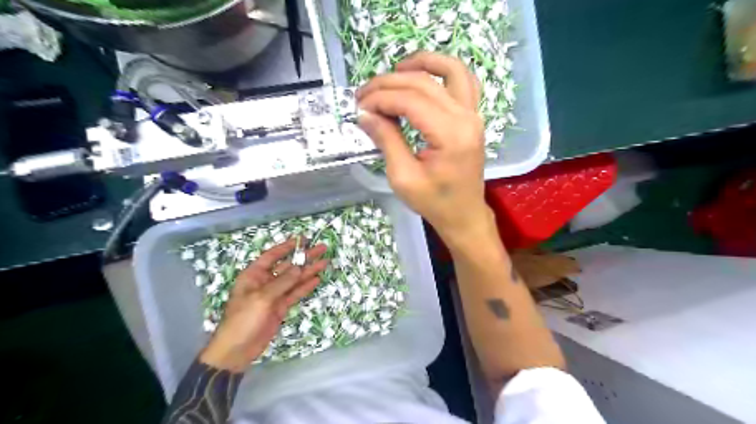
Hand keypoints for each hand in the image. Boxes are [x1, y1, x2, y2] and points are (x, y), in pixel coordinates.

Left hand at [201, 240, 327, 372]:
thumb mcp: (261, 298)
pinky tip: (316, 279)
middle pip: (287, 266)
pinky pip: (295, 293)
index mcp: (254, 275)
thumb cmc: (243, 319)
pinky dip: (305, 287)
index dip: (286, 247)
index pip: (272, 256)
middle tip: (322, 249)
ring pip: (294, 279)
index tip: (302, 240)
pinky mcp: (280, 307)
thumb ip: (282, 282)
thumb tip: (299, 267)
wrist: (237, 350)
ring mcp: (274, 295)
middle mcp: (265, 282)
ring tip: (325, 262)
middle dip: (304, 258)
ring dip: (308, 271)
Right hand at [357, 51, 493, 246]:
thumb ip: (386, 140)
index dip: (380, 99)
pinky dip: (443, 70)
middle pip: (424, 83)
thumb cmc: (434, 202)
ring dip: (421, 63)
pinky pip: (463, 81)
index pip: (410, 101)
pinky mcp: (473, 117)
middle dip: (389, 83)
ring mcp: (474, 114)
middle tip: (364, 94)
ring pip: (450, 70)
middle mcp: (466, 117)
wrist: (464, 214)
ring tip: (394, 70)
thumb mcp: (403, 177)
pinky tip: (423, 74)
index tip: (359, 106)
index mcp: (450, 135)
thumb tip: (365, 114)